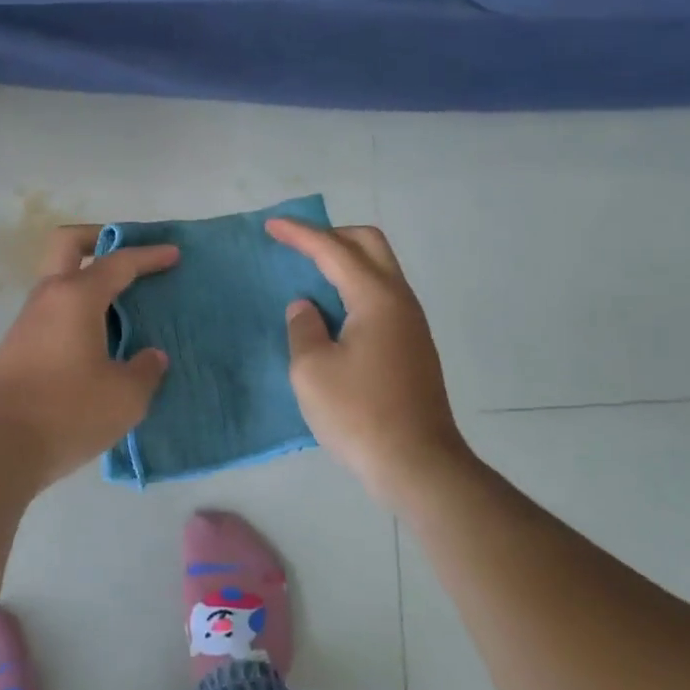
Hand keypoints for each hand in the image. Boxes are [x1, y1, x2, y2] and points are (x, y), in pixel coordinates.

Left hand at [0, 225, 176, 491]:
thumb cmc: (67, 413)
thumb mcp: (125, 397)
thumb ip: (146, 370)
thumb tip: (150, 356)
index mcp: (76, 297)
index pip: (118, 262)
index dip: (149, 256)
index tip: (173, 254)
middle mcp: (47, 298)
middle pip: (67, 244)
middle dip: (99, 238)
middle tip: (129, 257)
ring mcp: (26, 322)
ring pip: (57, 280)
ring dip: (87, 280)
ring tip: (122, 308)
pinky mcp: (16, 349)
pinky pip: (52, 312)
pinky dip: (77, 311)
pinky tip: (98, 342)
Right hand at [266, 219, 468, 500]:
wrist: (417, 464)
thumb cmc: (359, 414)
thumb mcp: (311, 371)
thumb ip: (303, 328)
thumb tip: (307, 308)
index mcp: (376, 298)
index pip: (334, 250)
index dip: (301, 234)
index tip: (272, 225)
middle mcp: (400, 301)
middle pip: (370, 244)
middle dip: (332, 235)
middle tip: (298, 243)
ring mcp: (411, 324)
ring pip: (380, 270)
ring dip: (346, 261)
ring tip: (310, 274)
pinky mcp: (412, 346)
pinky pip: (381, 297)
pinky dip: (354, 287)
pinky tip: (333, 311)